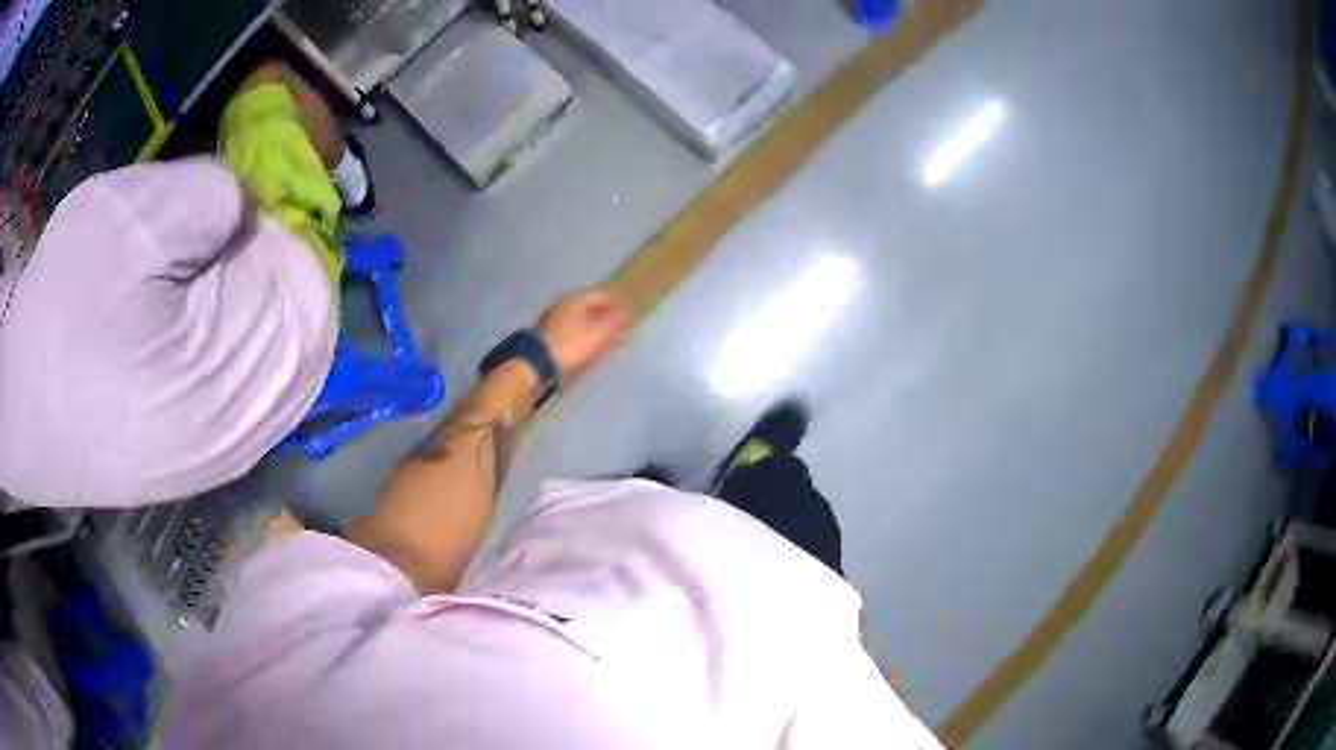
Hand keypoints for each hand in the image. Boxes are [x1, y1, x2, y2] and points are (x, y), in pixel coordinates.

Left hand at [534, 290, 628, 383]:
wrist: (535, 363)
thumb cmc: (571, 345)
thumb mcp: (598, 334)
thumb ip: (614, 323)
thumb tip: (625, 315)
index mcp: (576, 298)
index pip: (604, 297)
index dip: (618, 307)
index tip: (628, 320)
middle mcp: (563, 304)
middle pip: (591, 308)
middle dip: (605, 318)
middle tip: (618, 332)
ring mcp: (553, 319)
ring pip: (580, 320)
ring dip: (594, 328)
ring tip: (605, 342)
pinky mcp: (547, 334)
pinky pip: (570, 331)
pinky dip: (581, 336)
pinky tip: (586, 348)